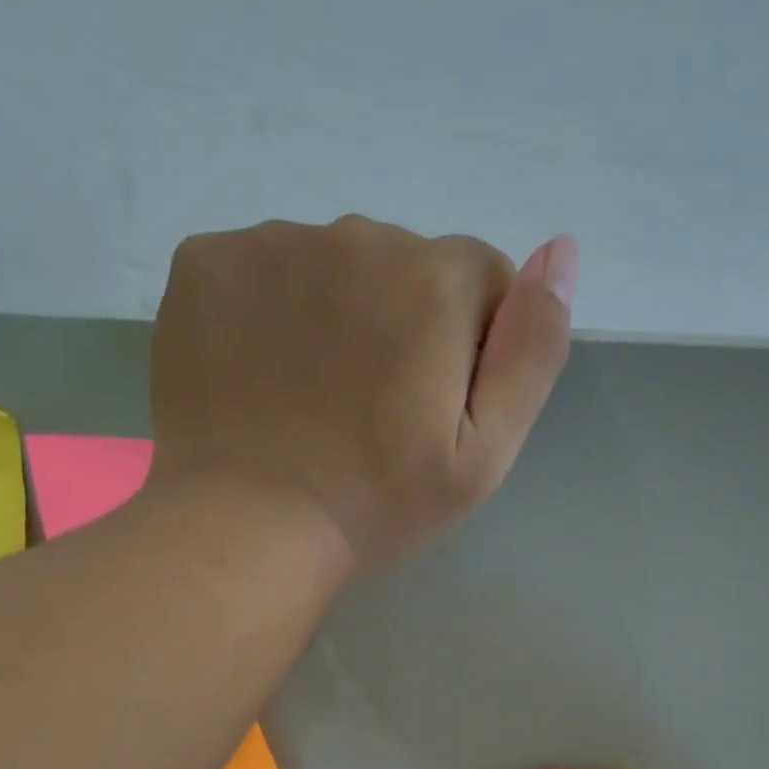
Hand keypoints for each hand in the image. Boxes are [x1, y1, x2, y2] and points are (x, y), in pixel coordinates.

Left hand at [148, 215, 576, 568]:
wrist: (245, 531)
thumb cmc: (377, 504)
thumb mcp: (485, 453)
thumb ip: (532, 351)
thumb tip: (562, 252)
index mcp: (433, 282)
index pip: (483, 278)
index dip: (471, 344)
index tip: (436, 406)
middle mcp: (355, 237)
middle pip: (406, 264)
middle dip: (406, 321)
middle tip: (374, 409)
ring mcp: (270, 244)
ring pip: (334, 262)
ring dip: (339, 311)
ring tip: (315, 397)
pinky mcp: (205, 263)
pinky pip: (264, 268)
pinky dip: (272, 308)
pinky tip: (264, 372)